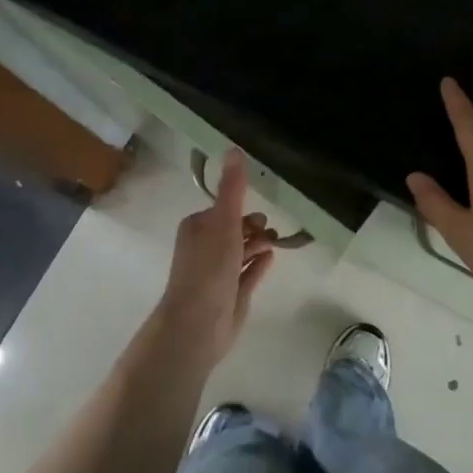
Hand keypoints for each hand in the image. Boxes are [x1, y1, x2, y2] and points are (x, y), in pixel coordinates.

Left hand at [156, 149, 277, 368]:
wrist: (198, 324)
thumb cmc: (209, 268)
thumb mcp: (223, 222)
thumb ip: (232, 189)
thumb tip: (234, 149)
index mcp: (197, 229)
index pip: (223, 210)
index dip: (242, 209)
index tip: (261, 214)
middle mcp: (204, 249)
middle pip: (234, 230)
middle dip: (253, 227)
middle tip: (269, 232)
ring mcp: (217, 274)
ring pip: (242, 252)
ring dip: (259, 244)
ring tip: (275, 244)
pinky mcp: (230, 295)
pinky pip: (248, 274)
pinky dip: (259, 265)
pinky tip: (272, 259)